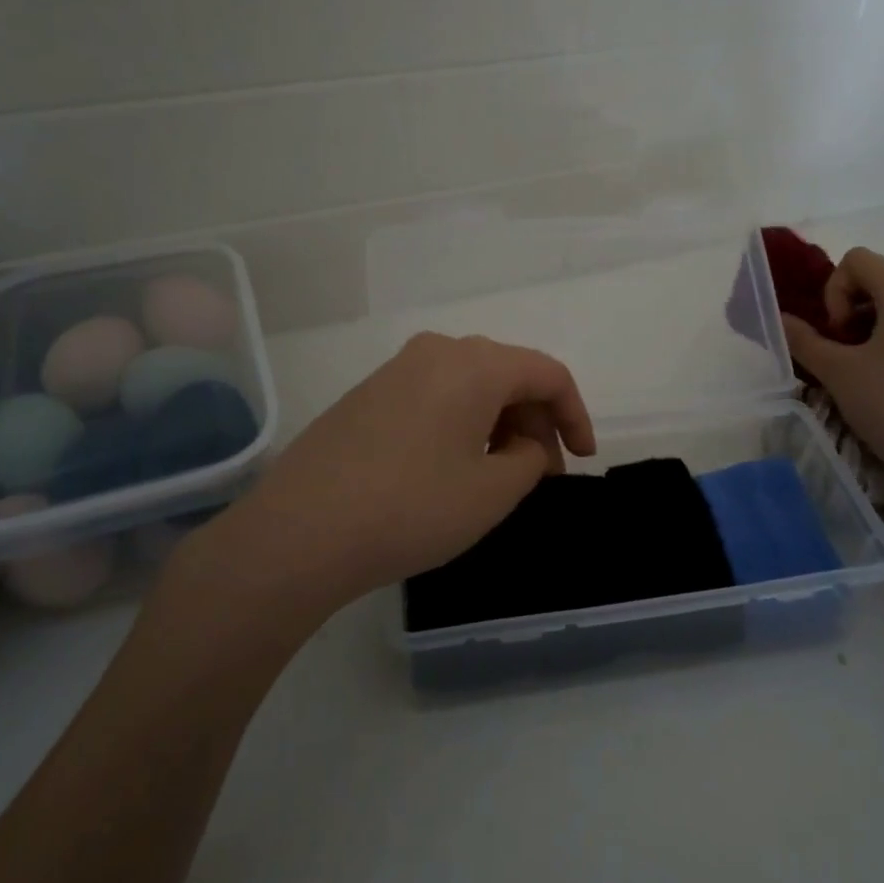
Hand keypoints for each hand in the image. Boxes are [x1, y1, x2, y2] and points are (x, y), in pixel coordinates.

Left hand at [222, 332, 595, 605]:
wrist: (300, 531)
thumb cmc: (411, 508)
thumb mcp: (492, 492)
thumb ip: (530, 459)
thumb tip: (526, 445)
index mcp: (475, 364)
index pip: (547, 373)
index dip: (575, 415)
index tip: (583, 458)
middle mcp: (436, 351)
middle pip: (508, 374)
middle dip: (536, 421)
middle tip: (542, 475)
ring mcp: (396, 370)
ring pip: (470, 384)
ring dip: (498, 423)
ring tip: (500, 474)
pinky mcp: (368, 394)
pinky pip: (434, 395)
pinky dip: (461, 423)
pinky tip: (452, 466)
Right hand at [780, 248, 883, 507]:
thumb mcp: (837, 371)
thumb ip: (803, 340)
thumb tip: (780, 319)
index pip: (858, 260)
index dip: (834, 290)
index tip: (836, 333)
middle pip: (875, 279)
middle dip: (845, 308)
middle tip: (840, 350)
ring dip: (862, 327)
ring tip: (855, 368)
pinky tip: (878, 379)